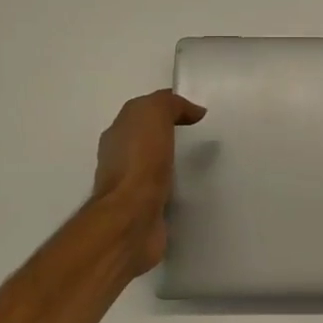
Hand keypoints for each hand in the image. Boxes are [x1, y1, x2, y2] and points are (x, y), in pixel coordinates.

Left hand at [91, 90, 205, 278]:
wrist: (132, 217)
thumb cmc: (140, 161)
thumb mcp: (154, 114)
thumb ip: (171, 105)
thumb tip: (193, 111)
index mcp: (118, 132)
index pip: (145, 111)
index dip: (170, 108)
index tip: (198, 114)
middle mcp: (119, 157)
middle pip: (149, 138)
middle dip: (172, 135)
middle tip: (203, 137)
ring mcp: (130, 187)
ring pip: (157, 166)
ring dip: (175, 163)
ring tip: (203, 162)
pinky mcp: (145, 211)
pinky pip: (164, 191)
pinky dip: (177, 188)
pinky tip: (195, 188)